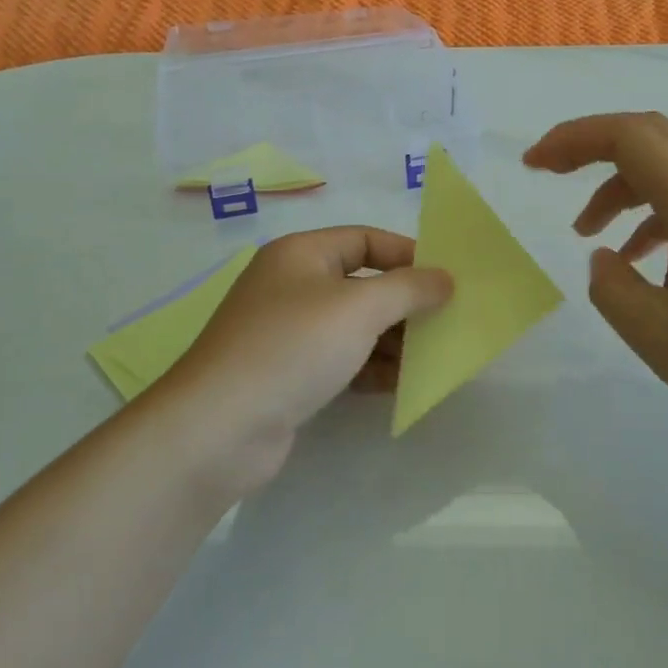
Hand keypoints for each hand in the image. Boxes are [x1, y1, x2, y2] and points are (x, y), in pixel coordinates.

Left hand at [146, 228, 452, 496]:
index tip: (447, 281)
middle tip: (446, 323)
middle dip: (405, 303)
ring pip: (354, 326)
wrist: (220, 429)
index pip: (366, 239)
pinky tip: (400, 386)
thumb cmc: (292, 348)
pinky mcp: (289, 374)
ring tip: (432, 358)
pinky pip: (342, 360)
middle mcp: (292, 286)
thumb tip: (445, 279)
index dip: (409, 255)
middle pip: (362, 284)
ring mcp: (288, 332)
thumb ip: (409, 289)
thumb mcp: (358, 308)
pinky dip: (371, 368)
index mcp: (301, 254)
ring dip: (393, 340)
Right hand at [524, 112, 667, 441]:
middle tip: (549, 172)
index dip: (575, 138)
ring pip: (665, 169)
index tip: (534, 164)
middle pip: (649, 136)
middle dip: (590, 145)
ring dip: (617, 186)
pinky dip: (646, 214)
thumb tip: (604, 257)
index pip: (630, 137)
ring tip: (586, 233)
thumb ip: (612, 290)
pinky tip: (636, 259)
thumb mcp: (659, 337)